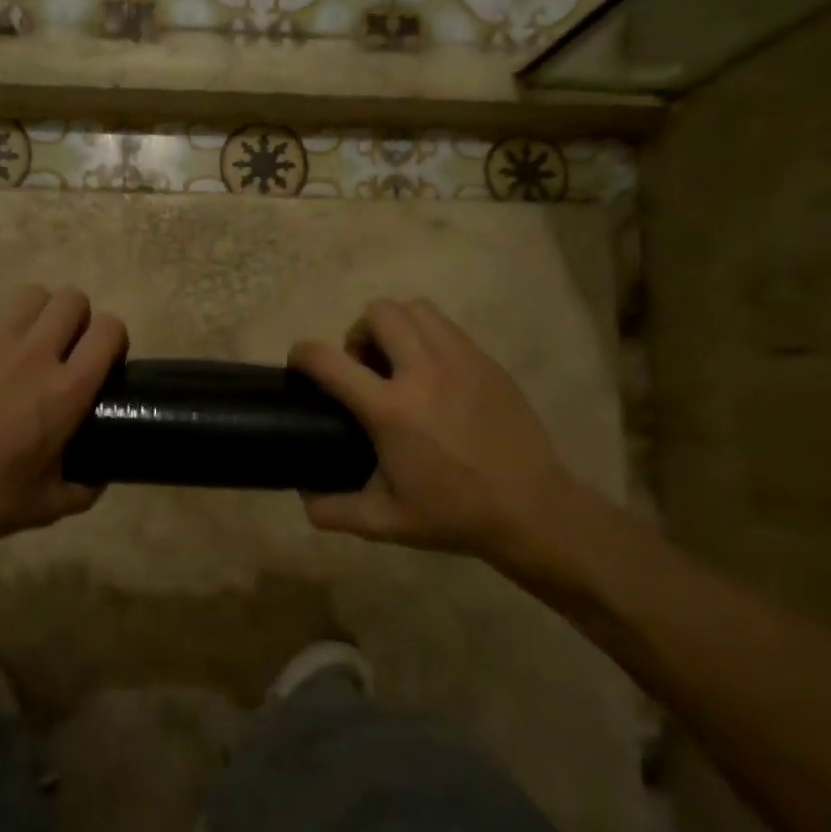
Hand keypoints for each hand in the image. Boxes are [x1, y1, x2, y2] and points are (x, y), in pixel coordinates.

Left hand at [0, 285, 126, 552]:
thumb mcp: (48, 506)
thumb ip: (83, 490)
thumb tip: (98, 479)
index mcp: (68, 390)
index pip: (109, 330)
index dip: (113, 338)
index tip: (104, 359)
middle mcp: (35, 354)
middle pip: (71, 299)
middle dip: (76, 317)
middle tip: (64, 348)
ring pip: (30, 294)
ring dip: (36, 314)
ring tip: (25, 342)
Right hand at [290, 298, 583, 584]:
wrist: (531, 509)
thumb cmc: (453, 514)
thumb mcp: (385, 522)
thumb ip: (334, 510)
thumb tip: (303, 495)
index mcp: (390, 410)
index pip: (329, 361)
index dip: (302, 354)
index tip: (299, 362)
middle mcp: (422, 371)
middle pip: (378, 313)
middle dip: (358, 333)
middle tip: (364, 368)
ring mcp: (460, 360)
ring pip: (414, 309)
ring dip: (394, 326)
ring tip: (398, 362)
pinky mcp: (486, 361)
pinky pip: (446, 326)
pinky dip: (427, 335)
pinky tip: (433, 373)